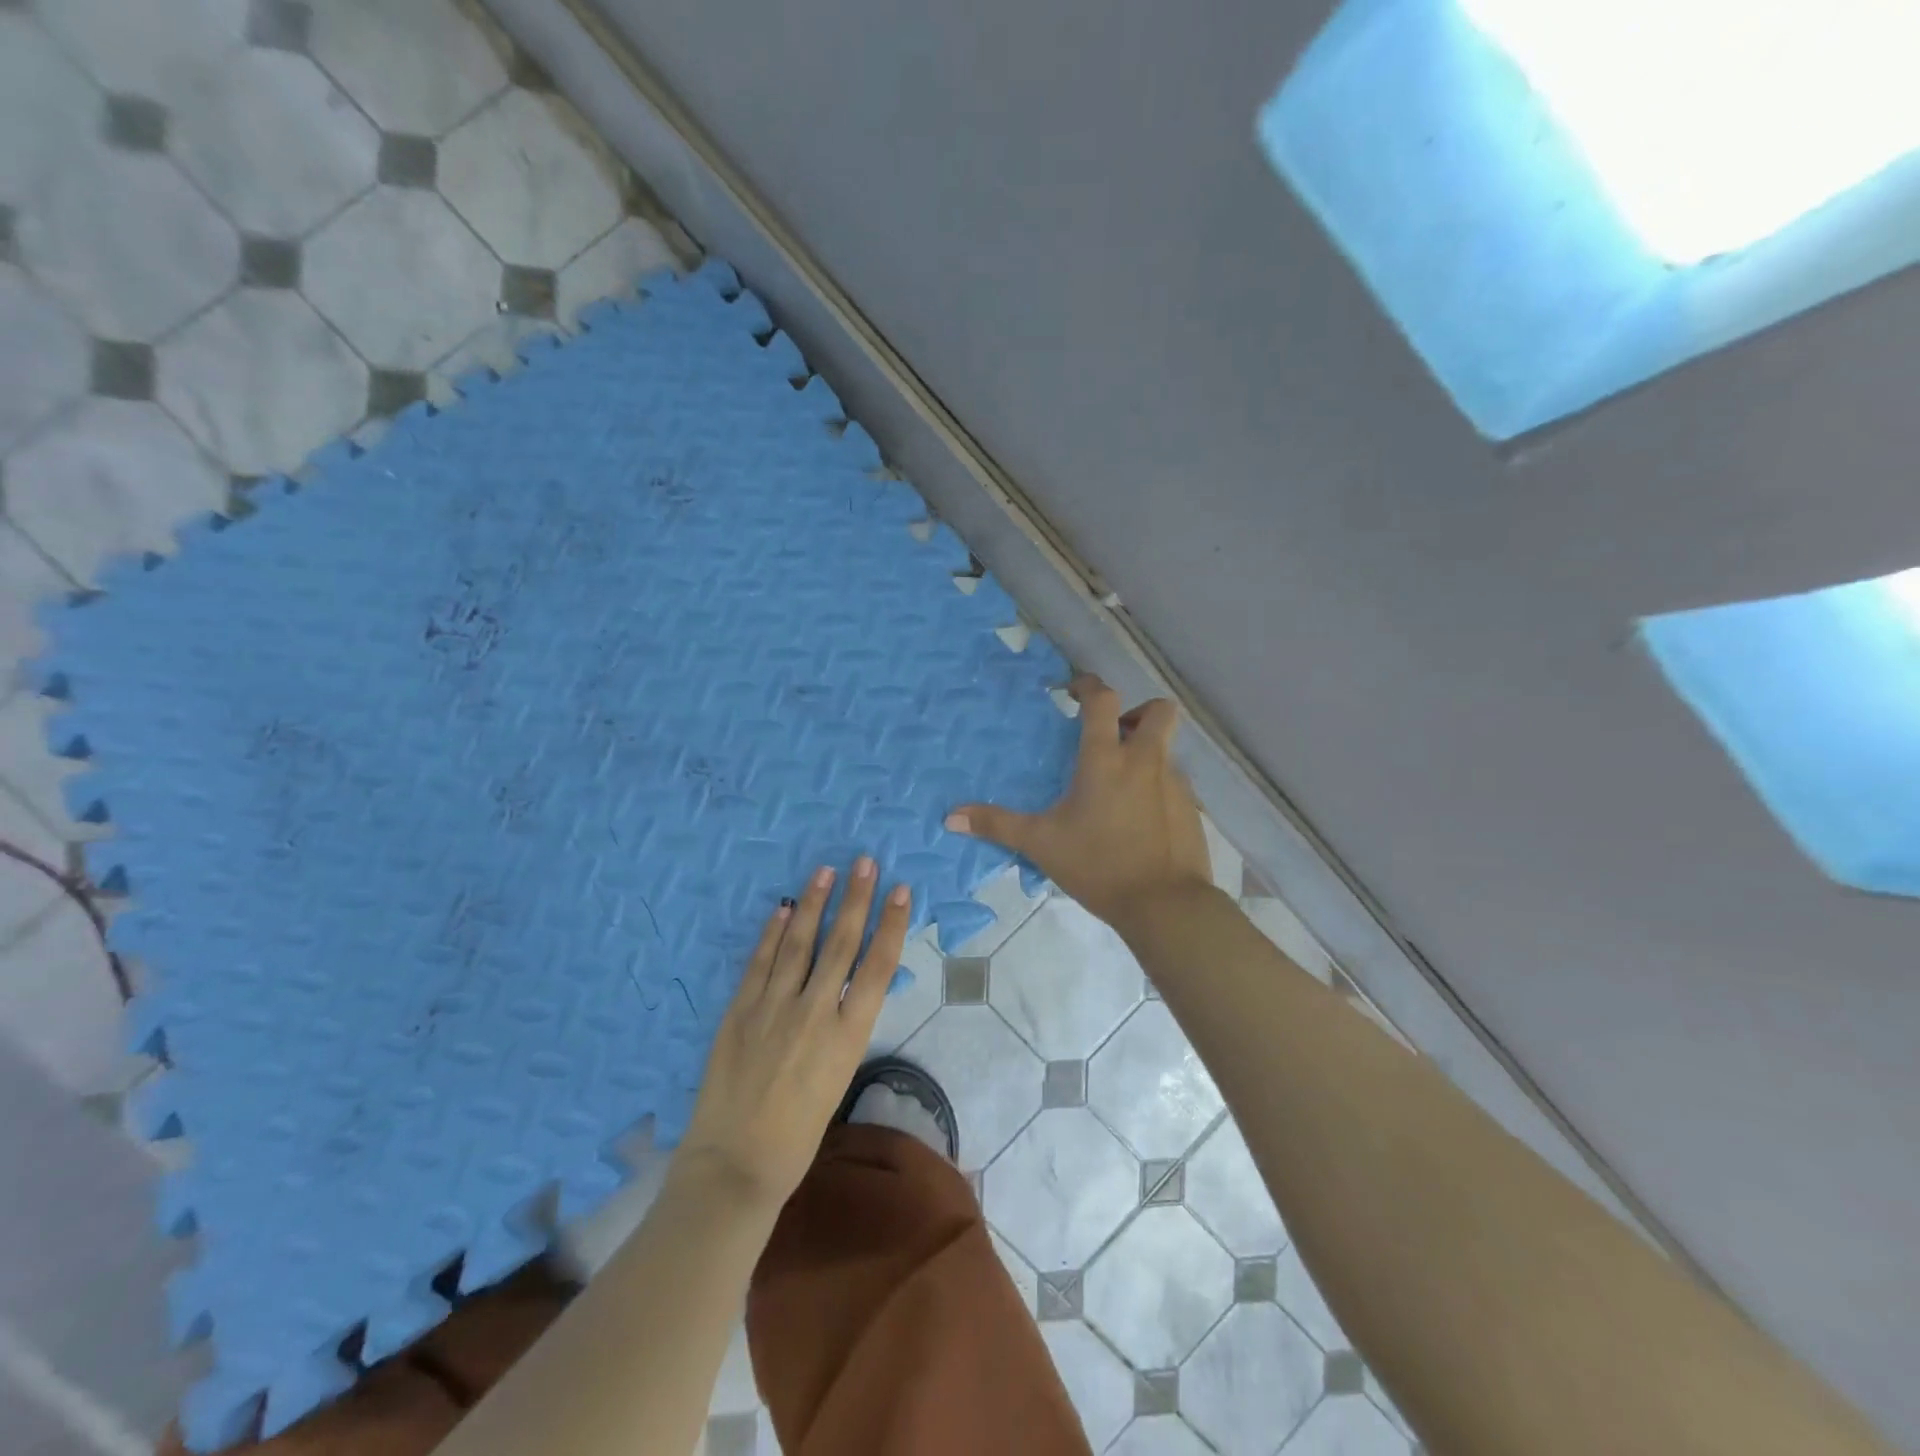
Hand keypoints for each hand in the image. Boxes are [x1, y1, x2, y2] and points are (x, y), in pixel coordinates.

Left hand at [676, 857, 911, 1209]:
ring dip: (813, 904)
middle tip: (864, 862)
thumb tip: (847, 986)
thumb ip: (844, 1027)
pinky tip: (782, 910)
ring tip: (824, 872)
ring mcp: (774, 1008)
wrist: (736, 1164)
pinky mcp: (740, 1011)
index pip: (878, 967)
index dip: (891, 925)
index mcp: (848, 1035)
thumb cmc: (799, 1134)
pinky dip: (772, 934)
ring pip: (799, 944)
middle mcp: (815, 1012)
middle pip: (841, 944)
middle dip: (855, 900)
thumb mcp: (839, 1076)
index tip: (901, 891)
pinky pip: (760, 962)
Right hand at [946, 674, 1210, 929]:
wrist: (1166, 904)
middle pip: (1158, 710)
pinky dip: (1156, 787)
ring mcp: (1175, 783)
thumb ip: (997, 825)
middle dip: (1137, 713)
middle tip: (1113, 737)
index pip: (1103, 700)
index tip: (1072, 690)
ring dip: (1145, 753)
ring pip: (1166, 749)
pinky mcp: (1191, 808)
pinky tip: (1138, 820)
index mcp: (1107, 759)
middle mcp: (1146, 760)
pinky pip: (1173, 782)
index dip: (1088, 685)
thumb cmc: (1099, 865)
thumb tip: (950, 817)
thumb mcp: (1042, 844)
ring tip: (1119, 787)